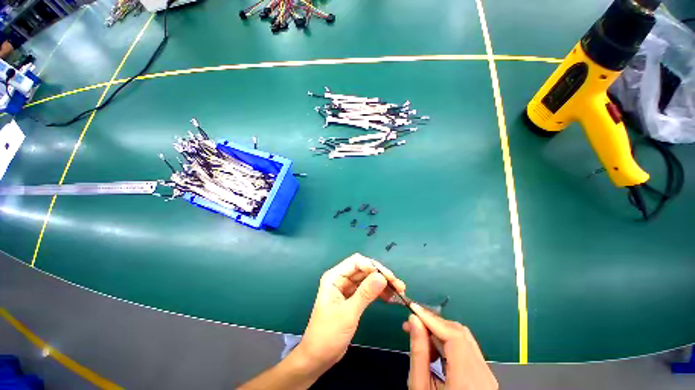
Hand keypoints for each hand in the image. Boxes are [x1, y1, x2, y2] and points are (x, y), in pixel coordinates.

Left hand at [295, 253, 405, 372]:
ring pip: (368, 279)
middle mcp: (341, 279)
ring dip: (383, 283)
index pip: (356, 262)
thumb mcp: (348, 313)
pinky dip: (379, 292)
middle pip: (364, 269)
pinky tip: (390, 297)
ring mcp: (347, 288)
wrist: (318, 357)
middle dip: (381, 275)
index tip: (387, 277)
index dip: (372, 266)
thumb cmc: (328, 334)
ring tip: (399, 291)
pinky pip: (368, 289)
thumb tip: (382, 277)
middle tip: (398, 285)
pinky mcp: (352, 298)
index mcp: (334, 277)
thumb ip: (365, 293)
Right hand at [403, 303, 497, 389]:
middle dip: (434, 323)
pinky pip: (467, 349)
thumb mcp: (420, 387)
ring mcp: (488, 375)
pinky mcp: (485, 376)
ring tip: (420, 333)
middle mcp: (483, 374)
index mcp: (468, 380)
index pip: (453, 335)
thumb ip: (418, 352)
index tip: (412, 308)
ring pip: (464, 339)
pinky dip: (449, 342)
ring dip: (440, 331)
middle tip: (412, 322)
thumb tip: (413, 320)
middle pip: (460, 334)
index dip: (432, 318)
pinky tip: (434, 346)